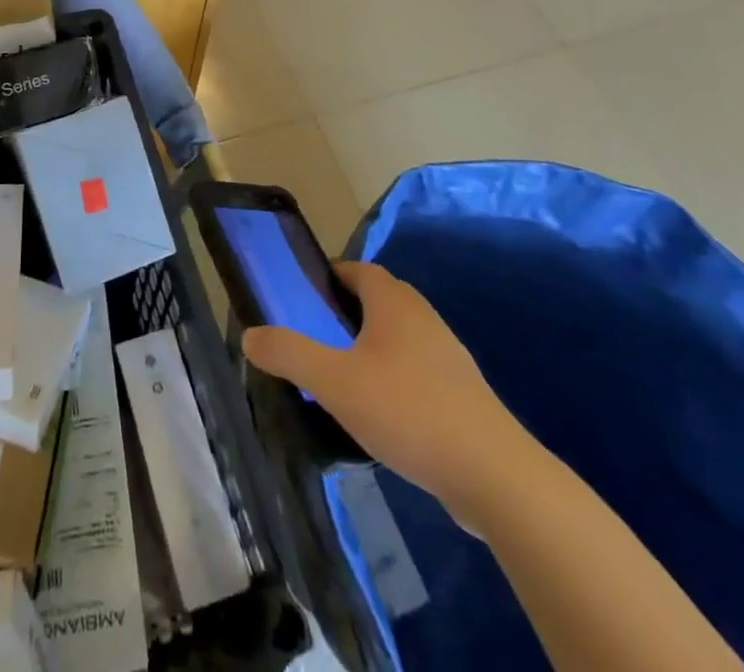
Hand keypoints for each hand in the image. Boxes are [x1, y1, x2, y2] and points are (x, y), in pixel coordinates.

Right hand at [242, 261, 538, 529]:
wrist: (494, 474)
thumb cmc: (407, 410)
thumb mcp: (334, 381)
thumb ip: (289, 354)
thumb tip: (250, 335)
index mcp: (392, 301)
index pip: (356, 269)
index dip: (327, 278)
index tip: (300, 301)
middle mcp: (422, 316)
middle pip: (376, 300)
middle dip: (343, 314)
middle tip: (312, 341)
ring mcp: (446, 354)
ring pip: (397, 337)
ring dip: (368, 348)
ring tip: (339, 380)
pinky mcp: (461, 392)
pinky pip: (416, 369)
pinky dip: (392, 378)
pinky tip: (379, 414)